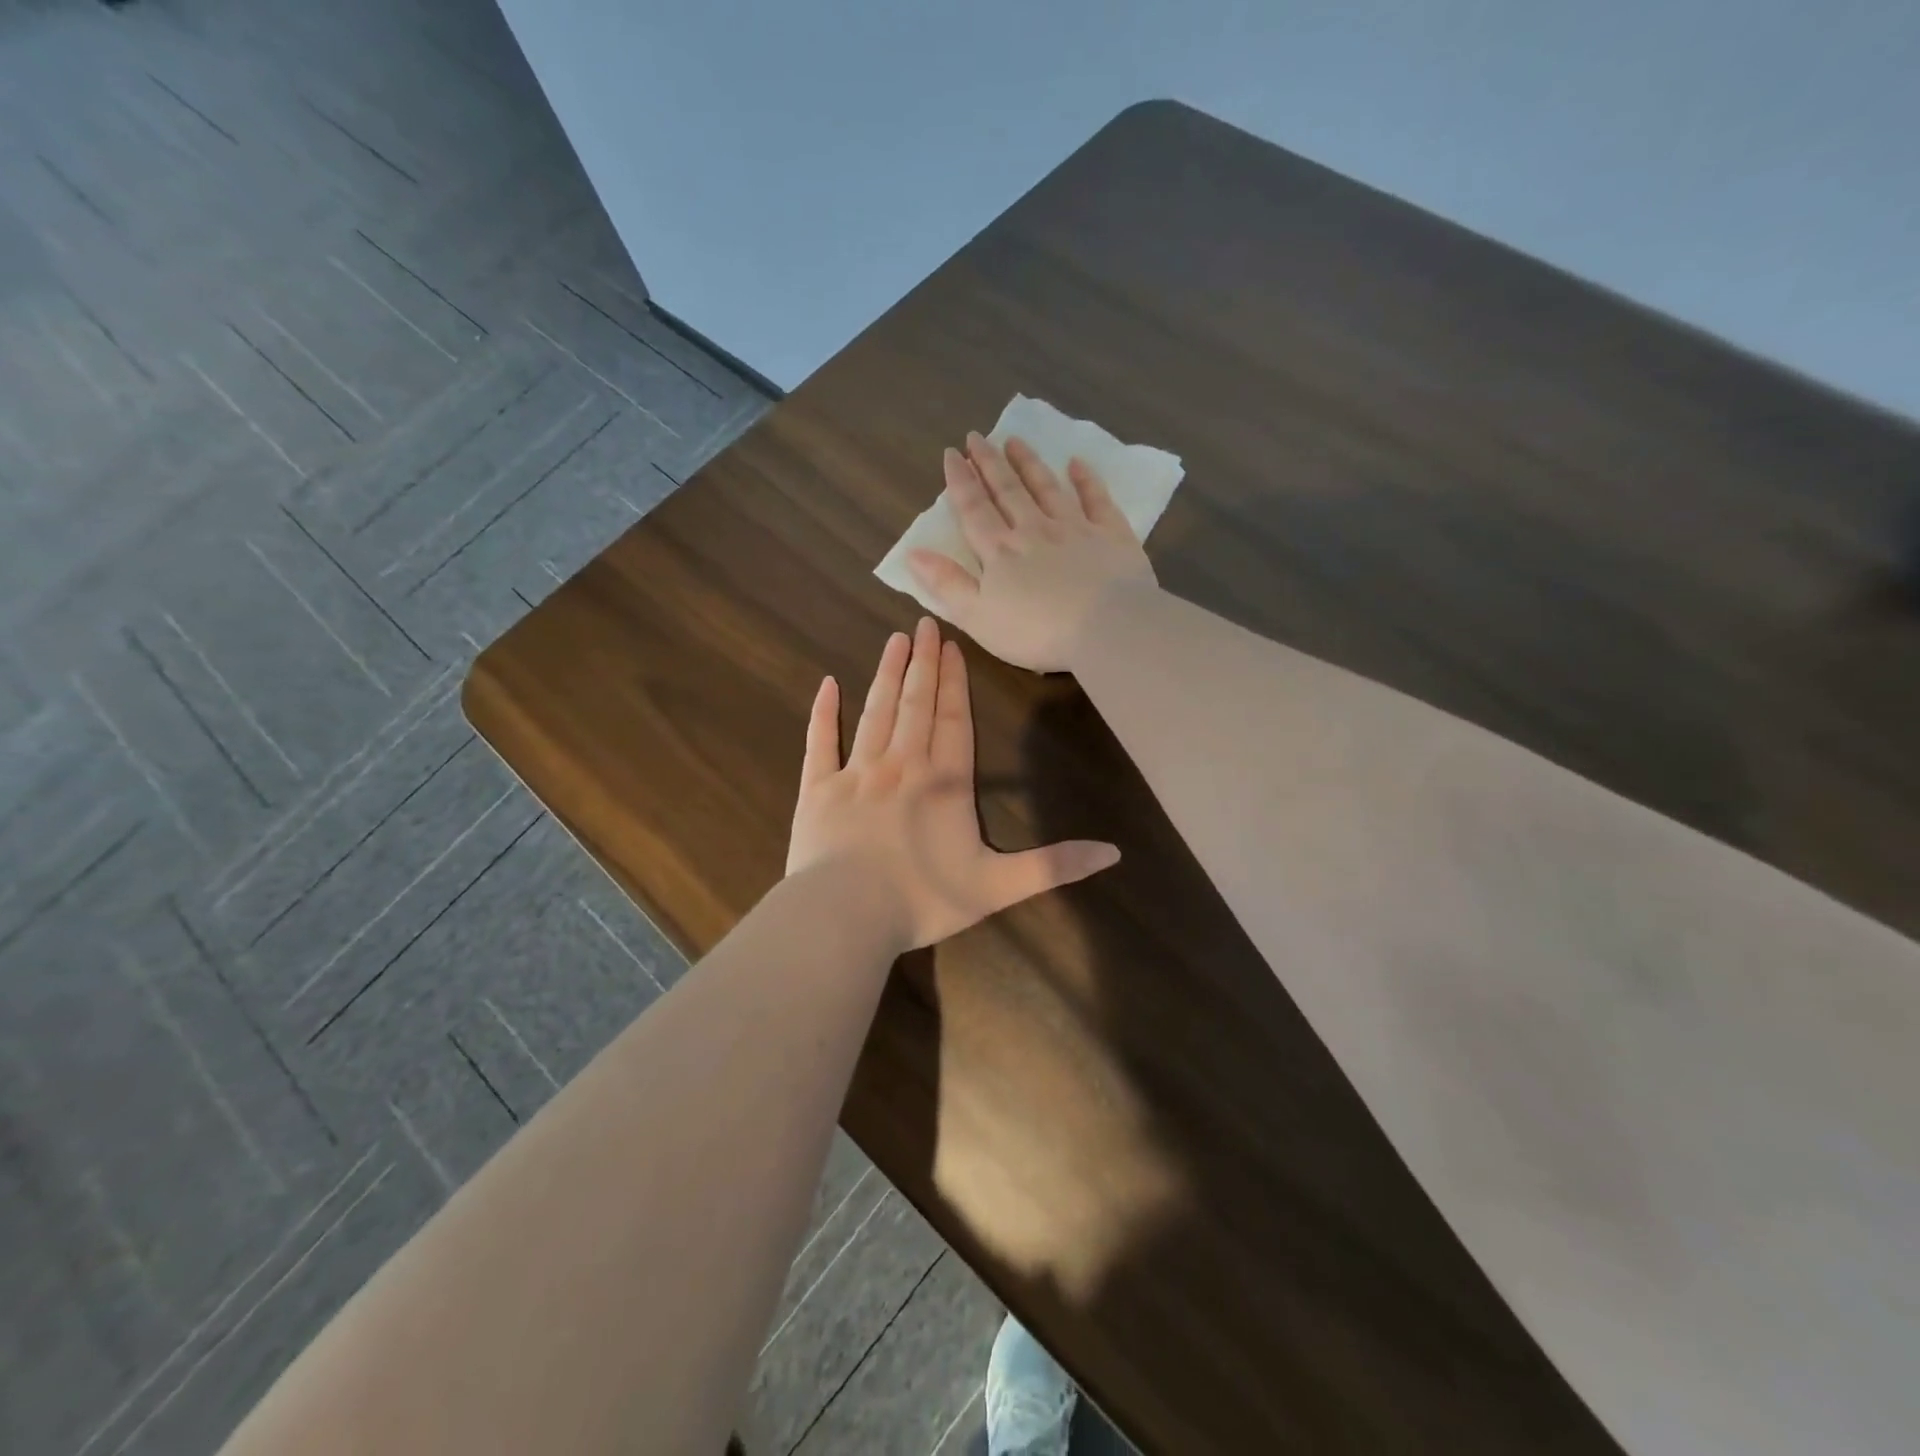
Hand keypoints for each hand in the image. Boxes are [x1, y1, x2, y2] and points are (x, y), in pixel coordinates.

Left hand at [786, 617, 1119, 949]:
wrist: (844, 917)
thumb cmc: (923, 900)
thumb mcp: (998, 887)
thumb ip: (1054, 866)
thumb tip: (1114, 853)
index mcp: (944, 783)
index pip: (954, 720)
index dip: (954, 682)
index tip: (952, 646)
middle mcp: (901, 765)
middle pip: (915, 704)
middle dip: (923, 663)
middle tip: (923, 624)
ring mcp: (856, 774)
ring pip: (875, 712)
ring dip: (886, 675)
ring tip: (894, 641)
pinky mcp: (818, 790)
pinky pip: (821, 742)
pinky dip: (824, 713)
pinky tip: (827, 684)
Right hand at [907, 433, 1158, 672]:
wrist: (1106, 628)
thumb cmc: (1036, 632)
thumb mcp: (978, 617)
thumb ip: (947, 584)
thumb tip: (913, 553)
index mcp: (1000, 552)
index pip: (974, 510)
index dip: (960, 482)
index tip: (952, 453)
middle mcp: (1034, 530)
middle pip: (1008, 491)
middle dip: (989, 463)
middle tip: (977, 437)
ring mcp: (1075, 529)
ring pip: (1047, 488)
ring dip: (1029, 464)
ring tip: (1014, 440)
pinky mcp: (1111, 535)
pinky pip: (1096, 500)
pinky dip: (1086, 480)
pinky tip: (1077, 464)